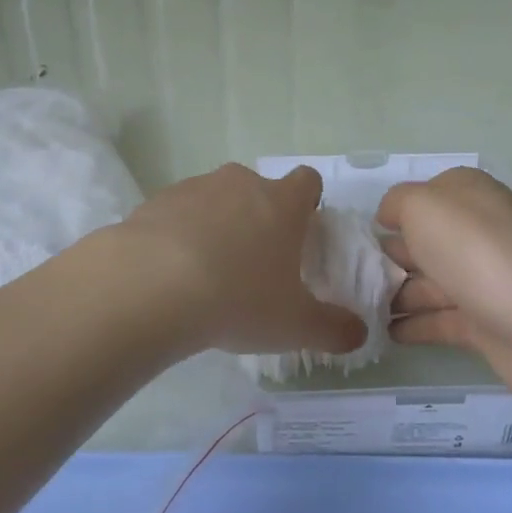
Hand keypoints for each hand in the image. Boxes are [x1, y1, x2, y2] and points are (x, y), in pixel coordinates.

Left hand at [119, 163, 367, 359]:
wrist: (152, 285)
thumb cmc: (238, 298)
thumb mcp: (295, 325)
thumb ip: (334, 328)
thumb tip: (359, 332)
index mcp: (282, 202)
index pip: (307, 181)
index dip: (307, 203)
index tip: (300, 233)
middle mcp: (241, 183)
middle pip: (259, 189)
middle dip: (259, 218)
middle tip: (254, 263)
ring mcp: (195, 187)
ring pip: (216, 199)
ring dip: (218, 225)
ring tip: (207, 273)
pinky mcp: (157, 200)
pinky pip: (178, 212)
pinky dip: (179, 234)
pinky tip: (171, 272)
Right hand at [378, 168, 511, 412]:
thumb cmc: (478, 250)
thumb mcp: (423, 206)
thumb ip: (397, 203)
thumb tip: (389, 218)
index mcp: (465, 196)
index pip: (420, 198)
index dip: (389, 214)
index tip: (354, 237)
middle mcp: (475, 233)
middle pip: (422, 242)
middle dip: (385, 257)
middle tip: (345, 277)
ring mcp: (482, 280)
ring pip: (428, 283)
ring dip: (394, 294)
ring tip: (355, 308)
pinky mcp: (487, 325)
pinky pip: (440, 322)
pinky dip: (413, 326)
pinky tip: (382, 333)